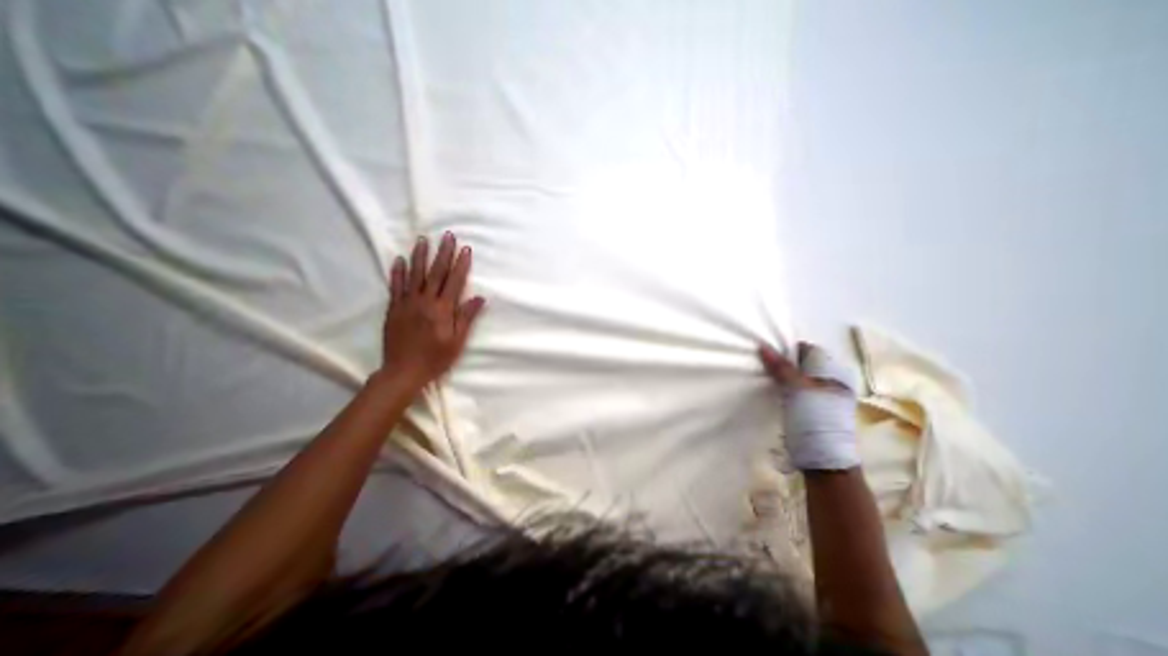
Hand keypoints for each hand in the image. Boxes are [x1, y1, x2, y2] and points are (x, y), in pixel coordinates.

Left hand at [383, 233, 484, 390]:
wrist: (403, 372)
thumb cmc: (435, 358)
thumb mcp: (457, 341)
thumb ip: (466, 317)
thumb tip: (479, 298)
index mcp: (443, 310)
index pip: (454, 281)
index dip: (461, 265)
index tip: (466, 249)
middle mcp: (425, 302)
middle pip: (436, 273)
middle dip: (443, 253)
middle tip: (448, 236)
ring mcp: (407, 303)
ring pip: (414, 275)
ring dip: (420, 256)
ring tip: (423, 240)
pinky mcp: (394, 309)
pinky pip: (395, 286)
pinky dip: (398, 272)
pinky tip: (399, 260)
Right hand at [758, 342, 853, 469]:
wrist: (822, 461)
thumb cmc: (815, 420)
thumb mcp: (798, 390)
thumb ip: (781, 367)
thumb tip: (763, 345)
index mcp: (833, 374)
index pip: (807, 350)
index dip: (787, 348)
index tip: (767, 351)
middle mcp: (828, 382)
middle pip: (800, 364)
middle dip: (781, 362)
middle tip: (760, 362)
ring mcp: (819, 397)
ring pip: (795, 378)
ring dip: (779, 376)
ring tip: (761, 374)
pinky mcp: (809, 410)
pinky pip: (793, 391)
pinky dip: (781, 388)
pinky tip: (769, 390)